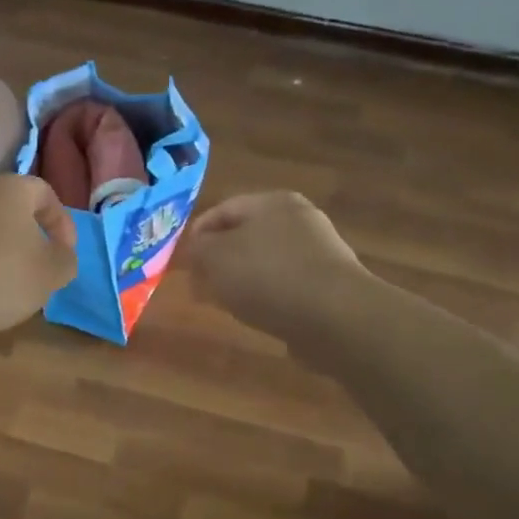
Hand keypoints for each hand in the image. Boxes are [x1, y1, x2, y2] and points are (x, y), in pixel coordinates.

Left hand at [0, 174, 78, 341]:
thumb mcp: (49, 273)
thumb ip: (66, 260)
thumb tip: (61, 254)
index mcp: (11, 189)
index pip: (46, 193)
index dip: (63, 223)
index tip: (65, 253)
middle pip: (15, 211)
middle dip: (33, 239)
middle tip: (42, 269)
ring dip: (6, 255)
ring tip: (13, 287)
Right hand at [185, 192, 366, 339]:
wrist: (335, 317)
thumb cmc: (267, 276)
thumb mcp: (215, 258)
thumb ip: (198, 249)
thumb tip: (198, 250)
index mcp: (271, 201)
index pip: (222, 209)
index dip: (197, 235)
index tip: (182, 263)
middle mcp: (298, 218)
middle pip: (245, 235)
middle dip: (220, 260)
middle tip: (200, 285)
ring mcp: (319, 250)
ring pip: (266, 261)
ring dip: (243, 279)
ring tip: (226, 304)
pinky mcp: (330, 283)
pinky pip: (287, 284)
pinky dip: (268, 296)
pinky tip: (259, 315)